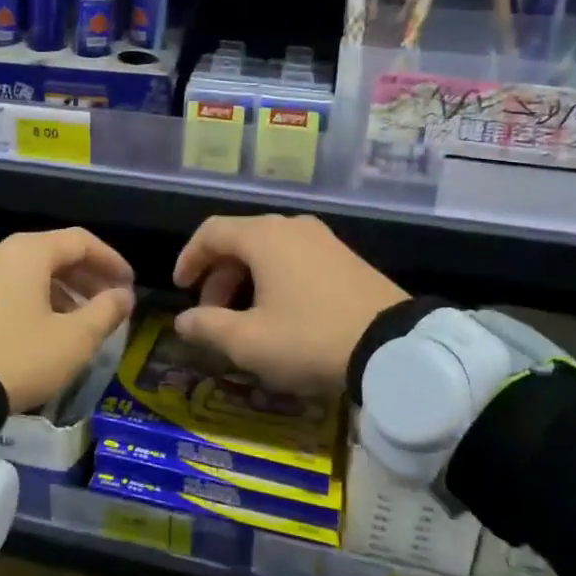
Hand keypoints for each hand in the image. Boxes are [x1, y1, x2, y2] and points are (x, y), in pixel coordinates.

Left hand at [0, 228, 135, 412]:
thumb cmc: (20, 356)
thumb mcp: (74, 339)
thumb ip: (105, 312)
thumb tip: (124, 296)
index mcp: (29, 251)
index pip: (81, 241)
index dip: (111, 261)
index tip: (130, 285)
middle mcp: (2, 251)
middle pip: (55, 253)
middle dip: (88, 276)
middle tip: (112, 302)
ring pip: (33, 270)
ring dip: (64, 289)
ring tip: (84, 319)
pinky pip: (12, 285)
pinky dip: (38, 297)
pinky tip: (50, 326)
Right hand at [172, 214, 406, 394]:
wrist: (395, 349)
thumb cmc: (310, 338)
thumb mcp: (250, 341)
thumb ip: (208, 327)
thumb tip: (182, 320)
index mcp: (264, 236)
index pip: (212, 231)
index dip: (189, 258)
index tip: (180, 287)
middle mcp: (292, 227)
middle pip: (240, 240)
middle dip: (218, 276)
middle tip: (211, 313)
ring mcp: (323, 239)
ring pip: (269, 250)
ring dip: (246, 279)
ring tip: (244, 318)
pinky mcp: (345, 257)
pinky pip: (295, 258)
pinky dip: (274, 278)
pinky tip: (280, 312)